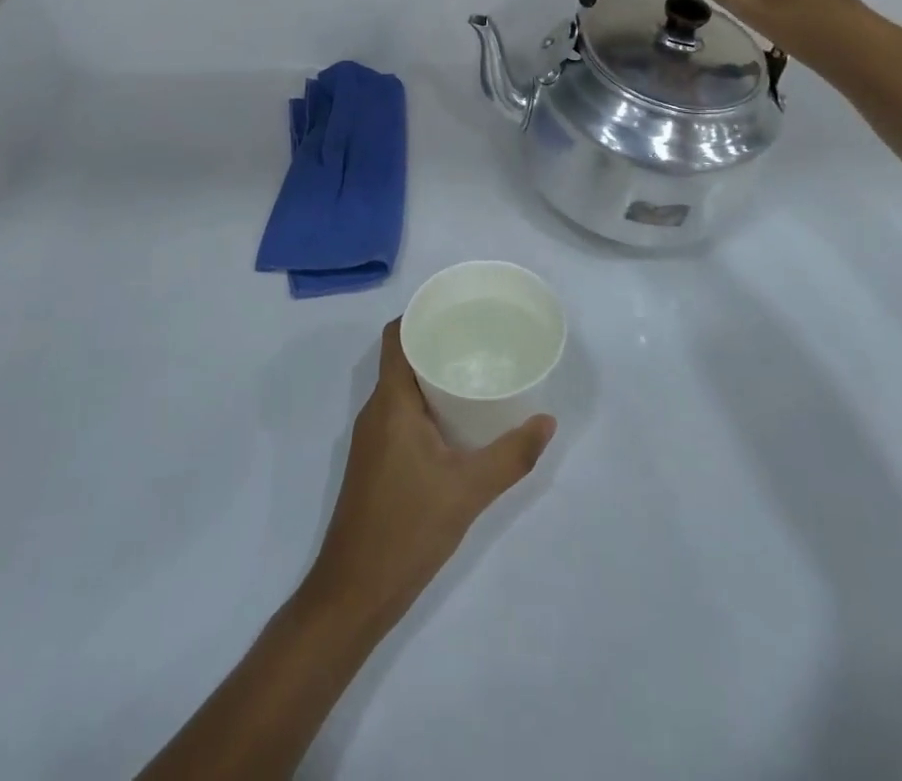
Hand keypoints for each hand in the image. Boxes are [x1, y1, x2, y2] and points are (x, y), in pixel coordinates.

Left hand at [298, 320, 554, 637]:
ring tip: (475, 371)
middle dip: (436, 343)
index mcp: (391, 402)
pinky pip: (401, 414)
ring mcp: (373, 438)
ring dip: (432, 375)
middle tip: (479, 338)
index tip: (456, 308)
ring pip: (401, 388)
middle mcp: (376, 410)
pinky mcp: (375, 461)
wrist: (354, 592)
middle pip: (401, 358)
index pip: (396, 337)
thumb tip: (547, 421)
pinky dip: (426, 404)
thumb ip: (511, 455)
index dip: (420, 315)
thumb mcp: (468, 491)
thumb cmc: (407, 529)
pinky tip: (457, 421)